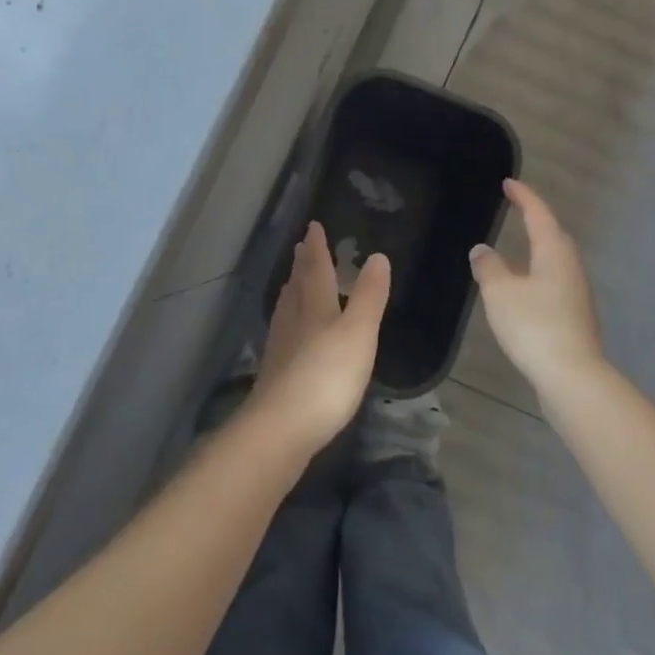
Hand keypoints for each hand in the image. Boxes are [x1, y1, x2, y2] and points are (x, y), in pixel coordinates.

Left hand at [244, 222, 390, 457]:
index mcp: (314, 306)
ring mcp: (281, 347)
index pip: (315, 268)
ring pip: (287, 308)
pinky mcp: (277, 373)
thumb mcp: (358, 332)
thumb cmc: (327, 375)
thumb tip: (377, 256)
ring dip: (292, 290)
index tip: (313, 226)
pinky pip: (284, 332)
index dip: (316, 247)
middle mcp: (293, 320)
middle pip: (297, 285)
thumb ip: (368, 296)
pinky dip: (289, 319)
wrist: (282, 427)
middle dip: (302, 265)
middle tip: (302, 248)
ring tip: (294, 281)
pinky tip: (290, 331)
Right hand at [469, 179, 605, 395]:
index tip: (509, 183)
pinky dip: (536, 274)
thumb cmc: (533, 325)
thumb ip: (488, 266)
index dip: (523, 196)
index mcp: (554, 251)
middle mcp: (570, 265)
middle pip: (553, 235)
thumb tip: (482, 249)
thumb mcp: (500, 292)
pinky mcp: (574, 315)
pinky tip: (521, 289)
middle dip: (535, 220)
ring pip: (554, 260)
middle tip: (516, 210)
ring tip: (514, 250)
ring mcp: (576, 292)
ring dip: (536, 250)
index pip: (538, 213)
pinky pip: (553, 282)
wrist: (571, 375)